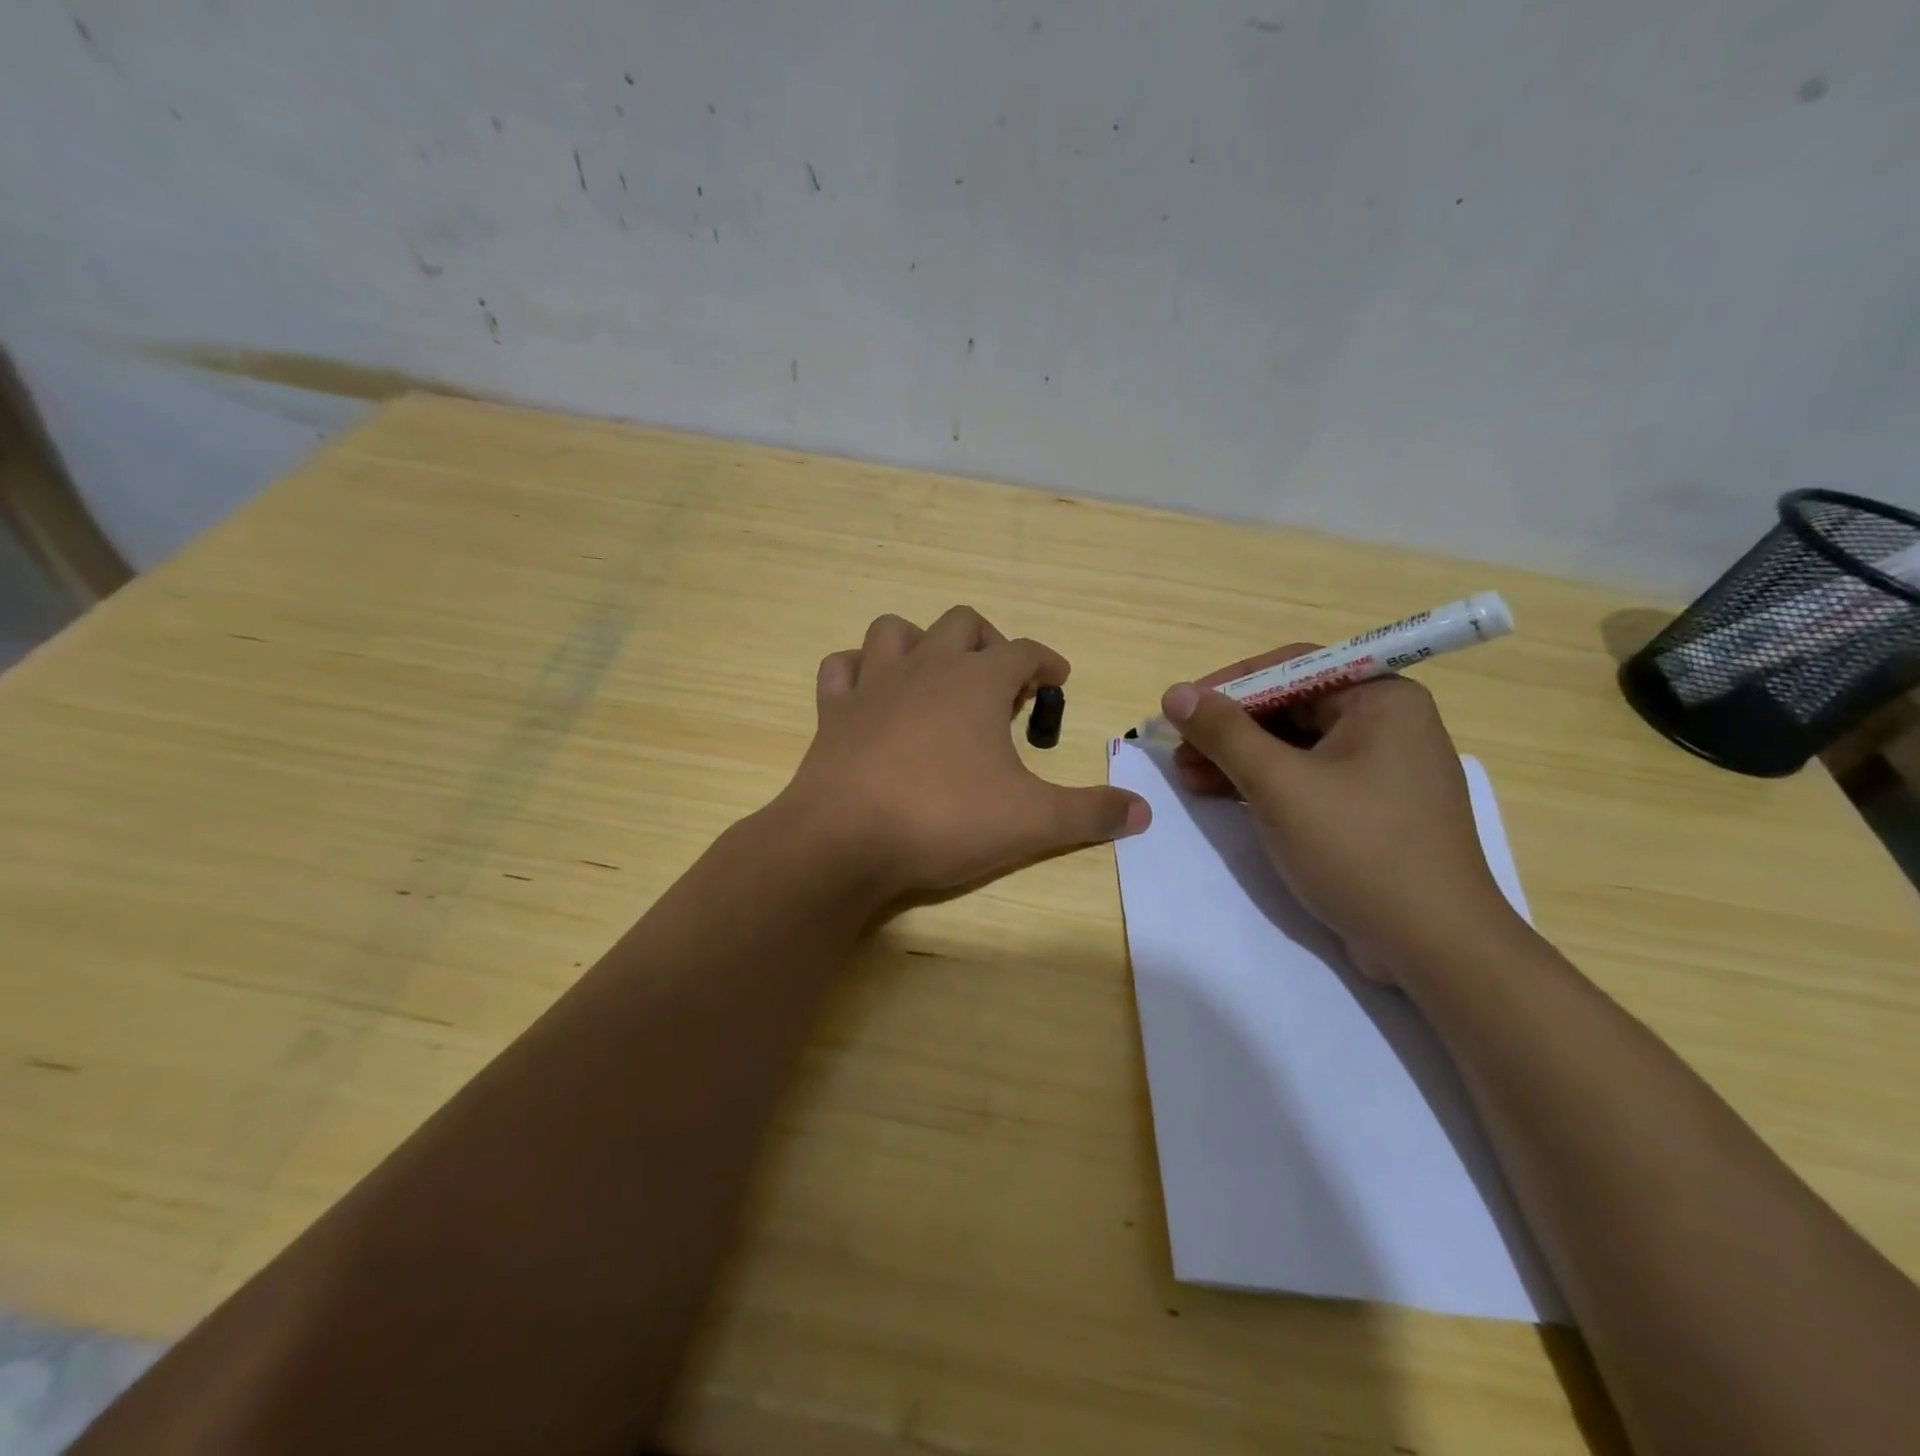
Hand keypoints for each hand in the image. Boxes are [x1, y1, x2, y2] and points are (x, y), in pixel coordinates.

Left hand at [778, 606, 1149, 903]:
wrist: (844, 841)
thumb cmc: (944, 820)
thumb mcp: (1032, 822)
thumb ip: (1090, 813)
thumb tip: (1143, 812)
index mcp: (976, 682)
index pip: (1024, 650)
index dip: (1046, 661)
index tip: (1057, 681)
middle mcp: (925, 667)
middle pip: (962, 623)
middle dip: (989, 644)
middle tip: (1002, 686)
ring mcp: (872, 685)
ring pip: (895, 630)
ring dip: (920, 644)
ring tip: (936, 679)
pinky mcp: (833, 711)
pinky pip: (841, 668)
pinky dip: (858, 671)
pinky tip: (872, 696)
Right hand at [1162, 646, 1521, 983]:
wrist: (1433, 948)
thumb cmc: (1359, 850)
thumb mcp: (1280, 786)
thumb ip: (1224, 733)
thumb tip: (1176, 693)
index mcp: (1381, 699)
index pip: (1292, 668)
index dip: (1228, 684)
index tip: (1180, 707)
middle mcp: (1386, 723)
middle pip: (1289, 706)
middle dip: (1228, 728)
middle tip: (1178, 748)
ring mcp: (1379, 769)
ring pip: (1293, 746)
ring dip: (1237, 757)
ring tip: (1186, 775)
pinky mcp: (1368, 809)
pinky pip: (1306, 778)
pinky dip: (1262, 784)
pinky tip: (1219, 795)